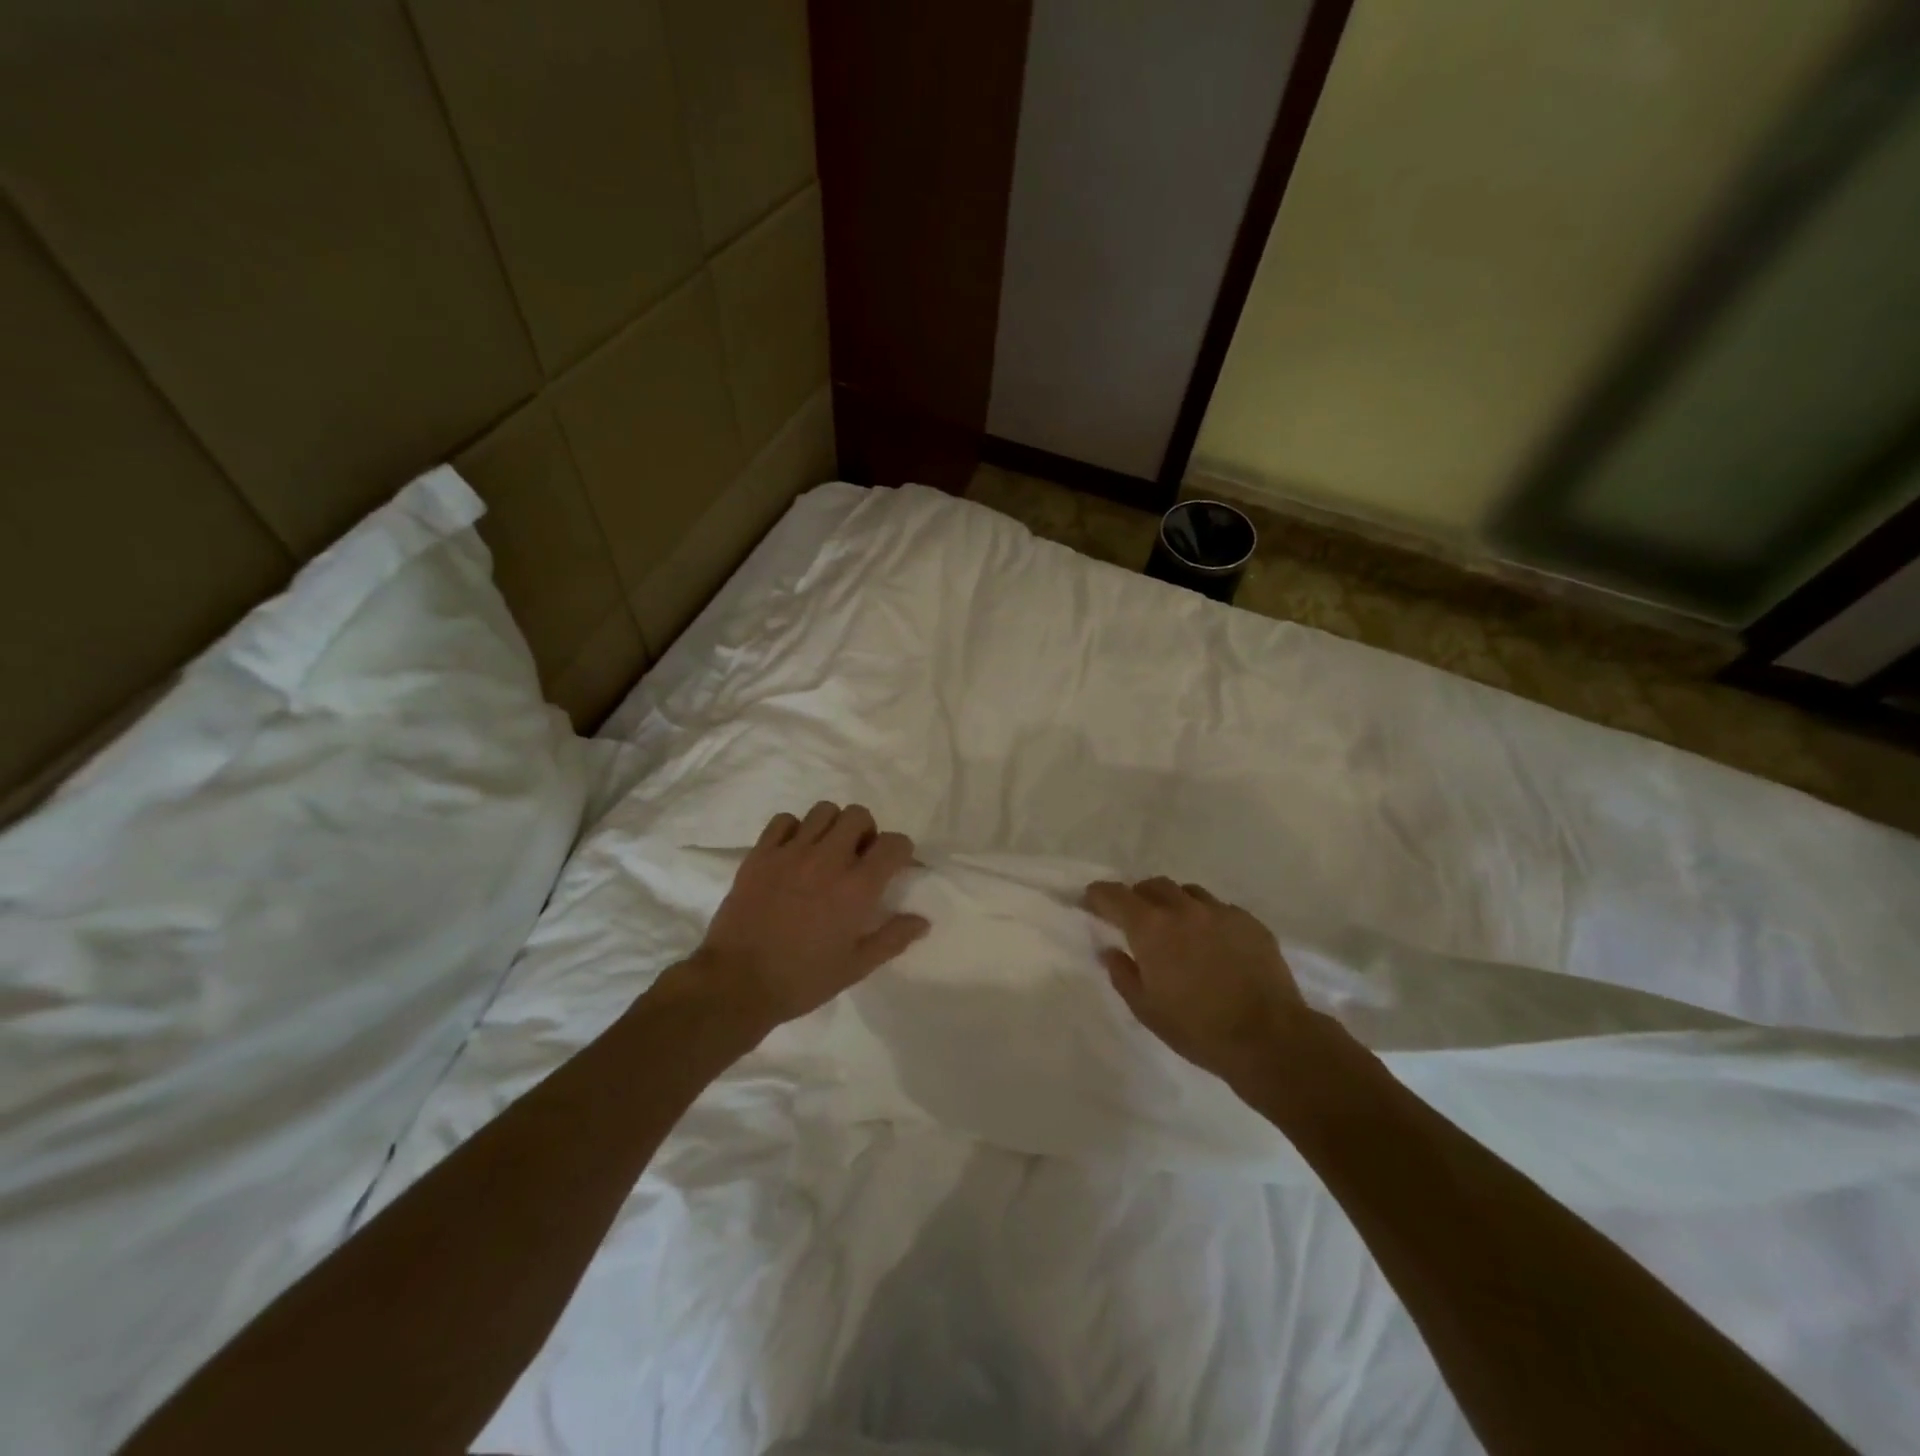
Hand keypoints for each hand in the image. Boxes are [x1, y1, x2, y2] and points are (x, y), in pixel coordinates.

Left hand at [690, 803, 928, 1031]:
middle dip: (866, 831)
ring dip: (832, 826)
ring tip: (826, 851)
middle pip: (858, 815)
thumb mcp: (856, 967)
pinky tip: (793, 852)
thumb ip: (892, 938)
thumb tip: (923, 920)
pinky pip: (783, 820)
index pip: (894, 843)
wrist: (736, 984)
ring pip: (823, 811)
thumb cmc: (802, 980)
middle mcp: (828, 860)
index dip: (901, 850)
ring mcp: (791, 852)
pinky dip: (794, 829)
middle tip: (858, 857)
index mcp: (857, 888)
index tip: (895, 865)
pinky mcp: (760, 854)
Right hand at [1084, 877, 1309, 1084]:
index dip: (1098, 895)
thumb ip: (1123, 974)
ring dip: (1174, 903)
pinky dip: (1206, 918)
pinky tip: (1213, 943)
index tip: (1091, 900)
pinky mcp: (1250, 922)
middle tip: (1135, 918)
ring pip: (1188, 892)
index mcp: (1151, 927)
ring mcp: (1221, 912)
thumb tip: (1110, 951)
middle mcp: (1184, 909)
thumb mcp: (1146, 1009)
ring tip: (1176, 927)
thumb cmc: (1197, 1028)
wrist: (1269, 1038)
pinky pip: (1219, 909)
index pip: (1115, 895)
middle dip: (1138, 896)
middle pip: (1153, 885)